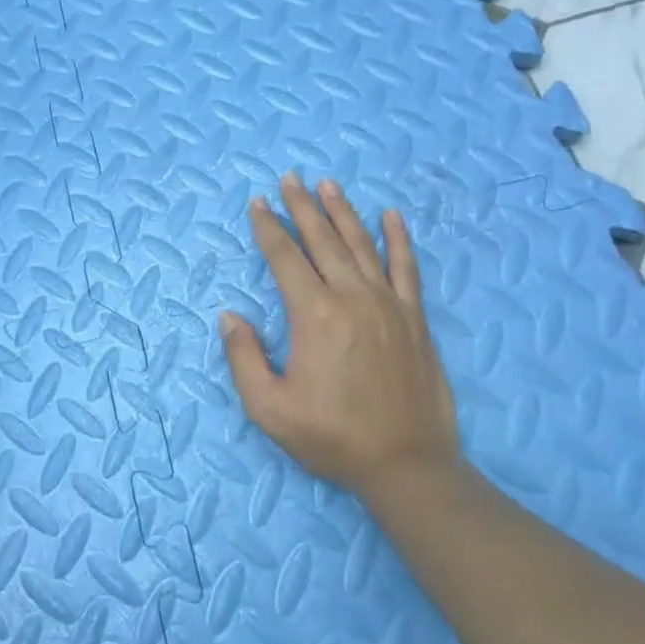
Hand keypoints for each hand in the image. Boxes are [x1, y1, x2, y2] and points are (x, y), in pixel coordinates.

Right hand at [221, 174, 461, 505]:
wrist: (407, 465)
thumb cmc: (333, 438)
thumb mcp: (270, 410)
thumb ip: (244, 359)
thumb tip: (230, 315)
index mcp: (315, 314)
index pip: (285, 257)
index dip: (268, 227)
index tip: (257, 202)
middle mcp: (352, 297)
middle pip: (322, 239)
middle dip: (301, 206)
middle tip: (289, 178)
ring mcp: (388, 303)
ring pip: (361, 244)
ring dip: (342, 211)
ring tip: (327, 185)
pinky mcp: (414, 317)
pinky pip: (406, 267)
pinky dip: (399, 239)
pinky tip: (391, 216)